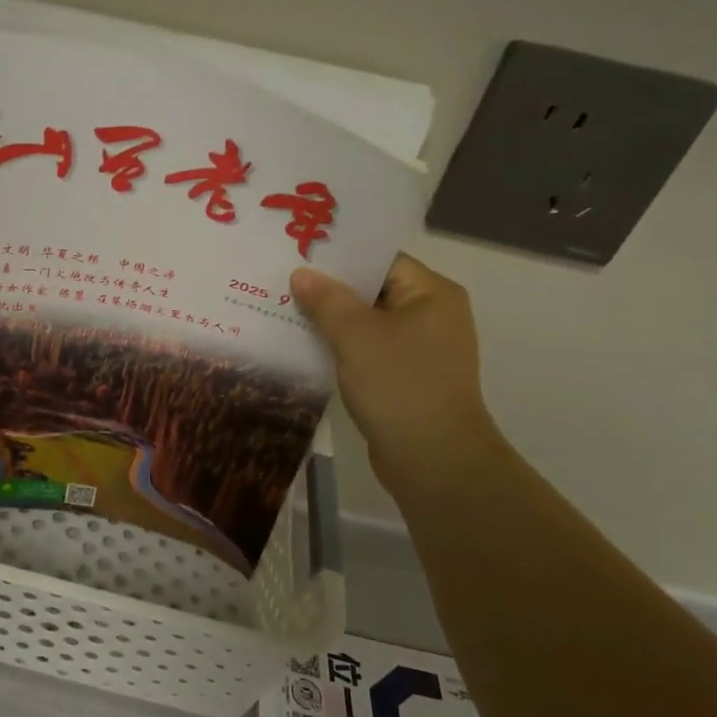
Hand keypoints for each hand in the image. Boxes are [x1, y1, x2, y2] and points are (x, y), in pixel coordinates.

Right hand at [290, 254, 503, 492]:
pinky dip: (341, 348)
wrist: (434, 461)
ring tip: (284, 310)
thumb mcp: (356, 336)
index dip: (339, 257)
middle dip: (329, 289)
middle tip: (282, 281)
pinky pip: (368, 351)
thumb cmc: (400, 386)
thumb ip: (327, 300)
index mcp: (431, 294)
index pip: (380, 261)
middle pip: (372, 291)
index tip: (298, 254)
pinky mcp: (406, 378)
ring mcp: (420, 349)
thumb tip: (301, 274)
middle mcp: (432, 315)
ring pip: (367, 323)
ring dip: (331, 321)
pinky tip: (305, 347)